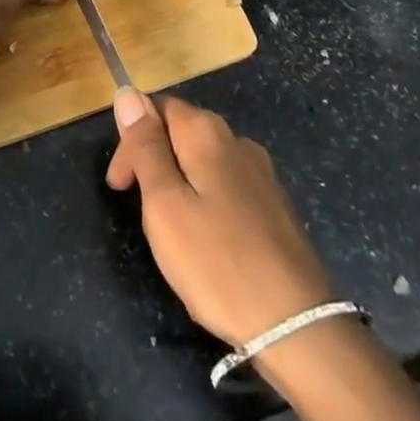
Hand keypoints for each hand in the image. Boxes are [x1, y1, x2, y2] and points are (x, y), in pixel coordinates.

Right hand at [106, 91, 331, 346]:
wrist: (299, 326)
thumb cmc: (218, 263)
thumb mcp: (165, 204)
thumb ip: (145, 147)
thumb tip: (127, 94)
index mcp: (206, 132)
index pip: (156, 108)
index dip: (131, 139)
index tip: (120, 186)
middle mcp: (237, 140)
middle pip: (182, 130)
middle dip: (154, 160)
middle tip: (141, 212)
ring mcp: (262, 173)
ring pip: (206, 160)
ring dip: (180, 181)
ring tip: (171, 229)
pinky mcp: (276, 206)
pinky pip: (228, 186)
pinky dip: (207, 200)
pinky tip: (209, 240)